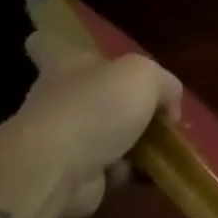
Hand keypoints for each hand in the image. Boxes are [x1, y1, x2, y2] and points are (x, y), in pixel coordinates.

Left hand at [10, 30, 182, 217]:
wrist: (59, 169)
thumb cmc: (96, 106)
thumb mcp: (146, 77)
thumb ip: (165, 85)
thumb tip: (168, 108)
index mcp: (66, 64)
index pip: (49, 44)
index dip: (59, 44)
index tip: (71, 51)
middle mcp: (58, 98)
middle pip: (87, 94)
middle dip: (118, 104)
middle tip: (155, 112)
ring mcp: (62, 139)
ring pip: (103, 135)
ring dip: (132, 143)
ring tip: (165, 147)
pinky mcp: (72, 173)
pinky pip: (109, 169)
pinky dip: (130, 173)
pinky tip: (152, 173)